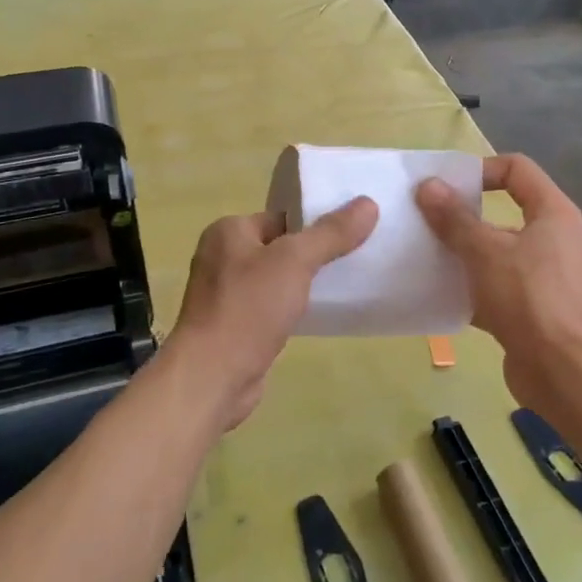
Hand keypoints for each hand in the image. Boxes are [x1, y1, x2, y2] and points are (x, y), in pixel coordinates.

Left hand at [167, 198, 378, 429]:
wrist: (212, 377)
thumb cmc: (248, 308)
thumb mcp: (295, 261)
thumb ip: (331, 233)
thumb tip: (368, 204)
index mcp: (228, 231)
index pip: (282, 217)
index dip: (317, 223)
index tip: (353, 231)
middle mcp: (222, 257)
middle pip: (280, 246)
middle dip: (313, 253)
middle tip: (356, 256)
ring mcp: (225, 294)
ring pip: (276, 278)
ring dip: (304, 283)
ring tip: (344, 283)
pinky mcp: (234, 325)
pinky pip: (271, 306)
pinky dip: (292, 308)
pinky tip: (318, 313)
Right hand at [415, 155, 581, 416]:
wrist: (566, 372)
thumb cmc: (530, 297)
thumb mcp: (485, 251)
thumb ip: (454, 218)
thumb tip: (428, 185)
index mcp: (551, 213)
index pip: (516, 169)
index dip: (481, 169)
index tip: (446, 186)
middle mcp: (550, 239)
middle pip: (501, 212)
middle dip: (461, 215)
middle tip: (423, 219)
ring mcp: (540, 276)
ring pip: (493, 253)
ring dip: (460, 253)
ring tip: (421, 254)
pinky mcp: (528, 310)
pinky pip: (491, 288)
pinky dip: (466, 288)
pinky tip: (434, 293)